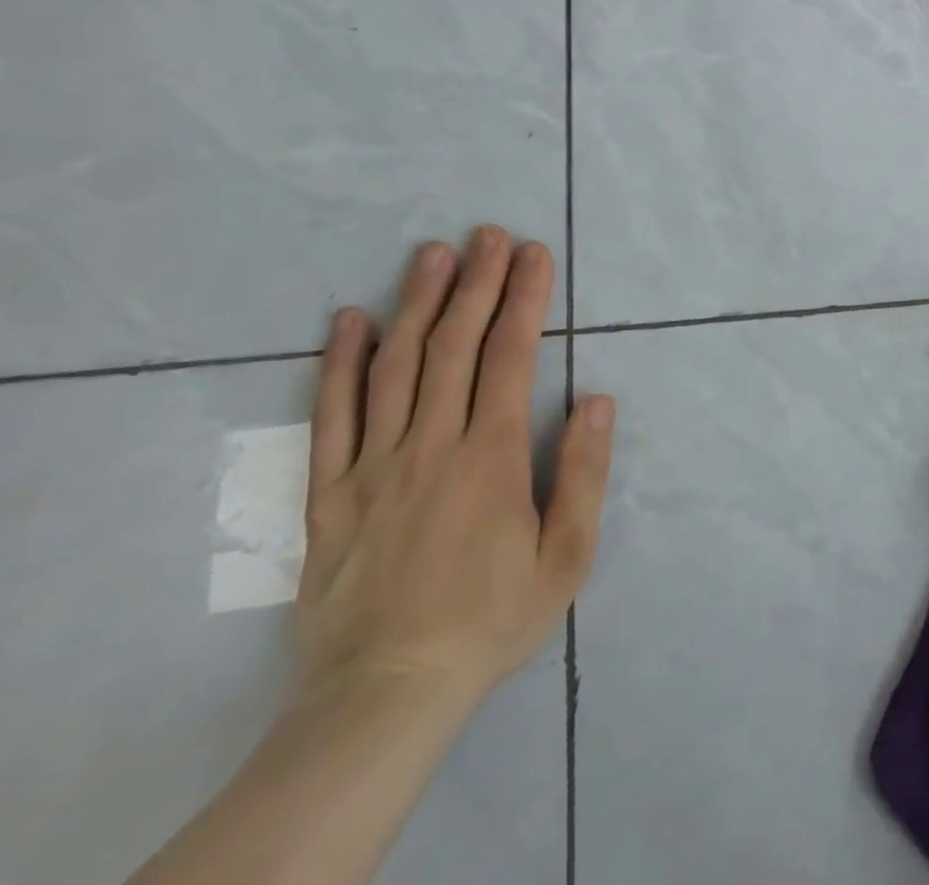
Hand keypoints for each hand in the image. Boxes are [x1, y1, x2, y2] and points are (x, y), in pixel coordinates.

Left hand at [296, 227, 615, 718]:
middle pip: (453, 346)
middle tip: (488, 234)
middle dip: (476, 283)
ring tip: (433, 254)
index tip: (533, 254)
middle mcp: (430, 446)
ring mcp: (373, 466)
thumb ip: (584, 472)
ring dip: (417, 303)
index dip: (523, 299)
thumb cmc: (492, 619)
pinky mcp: (329, 493)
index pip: (510, 357)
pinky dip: (339, 363)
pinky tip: (350, 320)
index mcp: (490, 457)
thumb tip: (599, 399)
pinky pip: (331, 417)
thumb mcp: (566, 556)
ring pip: (395, 367)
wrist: (385, 694)